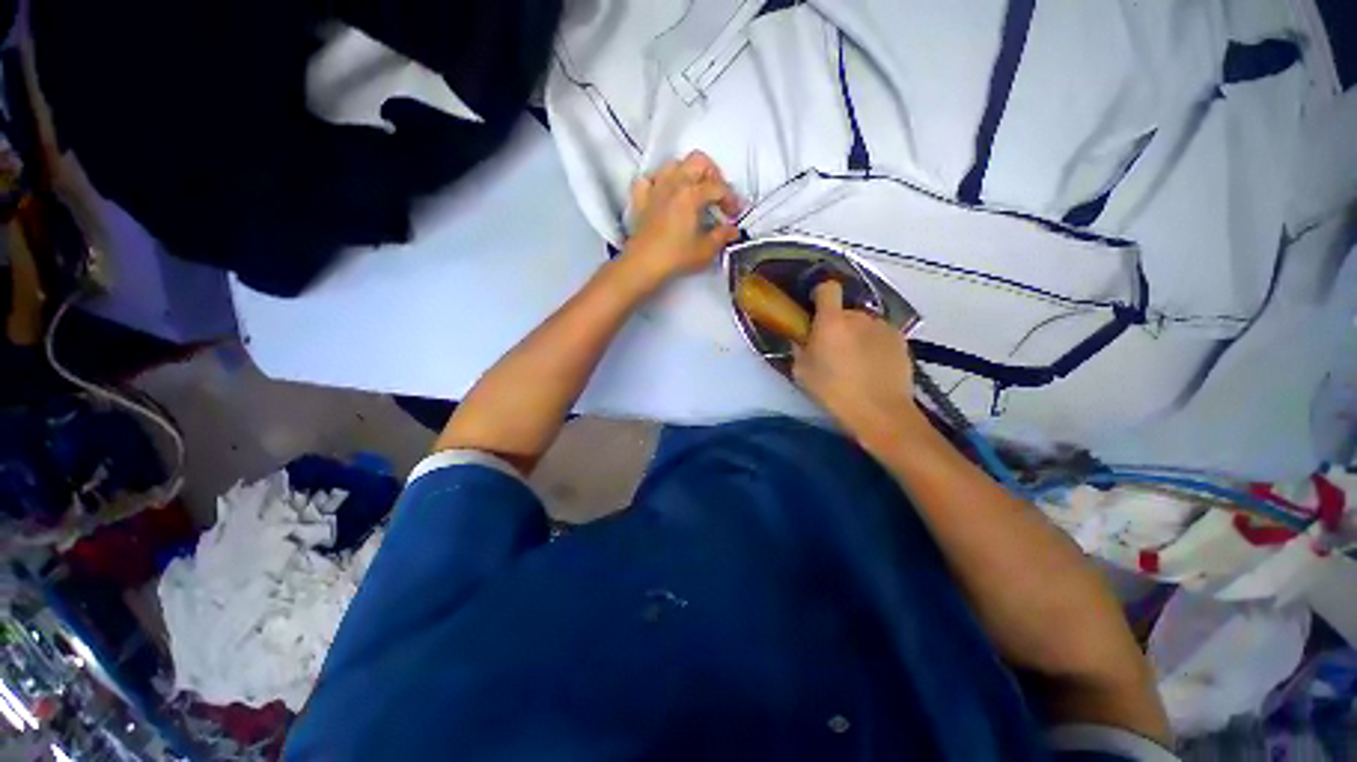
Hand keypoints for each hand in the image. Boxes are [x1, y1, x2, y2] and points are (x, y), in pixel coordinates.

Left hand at [622, 151, 740, 284]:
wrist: (644, 264)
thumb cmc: (677, 257)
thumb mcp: (706, 249)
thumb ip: (722, 236)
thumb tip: (732, 230)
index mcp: (691, 194)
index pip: (718, 187)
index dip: (731, 199)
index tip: (734, 214)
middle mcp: (673, 184)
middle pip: (697, 162)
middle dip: (713, 174)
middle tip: (718, 193)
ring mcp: (655, 189)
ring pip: (673, 165)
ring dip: (687, 172)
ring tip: (694, 190)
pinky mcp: (640, 200)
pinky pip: (648, 180)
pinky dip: (657, 182)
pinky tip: (663, 193)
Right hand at [792, 281, 923, 445]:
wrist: (880, 412)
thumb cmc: (834, 392)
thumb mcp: (802, 373)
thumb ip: (799, 349)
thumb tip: (802, 338)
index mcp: (832, 321)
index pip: (828, 288)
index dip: (820, 294)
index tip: (815, 308)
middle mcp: (859, 317)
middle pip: (845, 311)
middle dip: (838, 324)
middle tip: (834, 349)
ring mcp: (883, 327)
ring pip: (864, 323)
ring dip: (857, 334)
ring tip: (856, 361)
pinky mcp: (901, 339)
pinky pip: (880, 334)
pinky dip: (875, 344)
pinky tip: (874, 366)